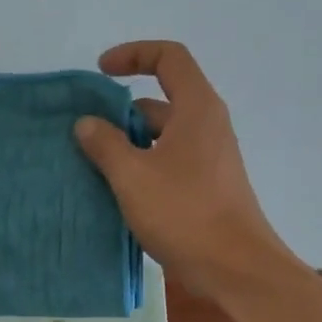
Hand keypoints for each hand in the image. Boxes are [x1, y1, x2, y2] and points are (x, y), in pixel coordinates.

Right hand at [75, 40, 294, 292]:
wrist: (235, 267)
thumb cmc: (184, 213)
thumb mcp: (133, 176)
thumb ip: (105, 145)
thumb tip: (87, 123)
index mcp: (196, 108)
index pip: (168, 57)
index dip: (133, 54)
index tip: (100, 72)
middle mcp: (207, 126)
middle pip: (161, 100)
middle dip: (121, 111)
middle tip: (85, 134)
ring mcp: (209, 158)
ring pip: (162, 137)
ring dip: (128, 144)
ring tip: (92, 165)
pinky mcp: (206, 187)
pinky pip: (168, 163)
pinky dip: (142, 167)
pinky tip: (117, 193)